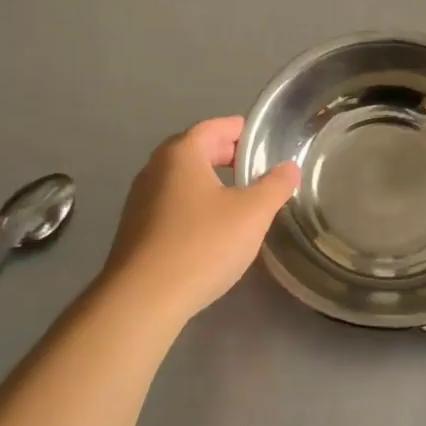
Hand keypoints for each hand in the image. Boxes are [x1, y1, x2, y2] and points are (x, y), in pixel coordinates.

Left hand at [101, 117, 299, 324]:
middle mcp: (155, 169)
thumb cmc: (202, 244)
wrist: (144, 298)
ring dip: (210, 181)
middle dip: (226, 155)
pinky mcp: (136, 229)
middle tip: (256, 167)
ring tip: (239, 197)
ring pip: (182, 179)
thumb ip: (275, 186)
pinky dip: (195, 204)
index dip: (240, 130)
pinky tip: (212, 228)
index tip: (263, 139)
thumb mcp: (252, 213)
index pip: (214, 127)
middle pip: (195, 150)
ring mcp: (140, 200)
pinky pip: (172, 204)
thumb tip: (289, 167)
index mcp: (180, 154)